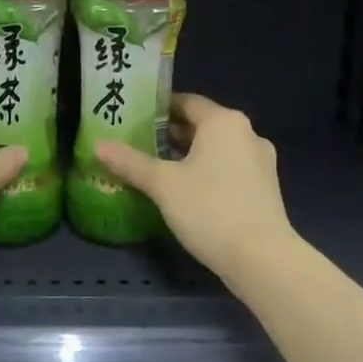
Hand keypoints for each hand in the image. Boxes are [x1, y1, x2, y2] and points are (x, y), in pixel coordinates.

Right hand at [96, 93, 295, 288]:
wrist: (263, 259)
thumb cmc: (210, 209)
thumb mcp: (163, 184)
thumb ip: (131, 162)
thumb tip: (98, 145)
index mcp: (223, 122)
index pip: (186, 102)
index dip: (158, 108)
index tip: (133, 118)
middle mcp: (246, 133)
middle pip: (202, 125)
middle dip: (171, 134)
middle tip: (139, 144)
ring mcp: (260, 162)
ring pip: (216, 149)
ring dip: (189, 155)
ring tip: (158, 170)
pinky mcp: (265, 188)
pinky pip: (229, 169)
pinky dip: (207, 173)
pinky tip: (186, 193)